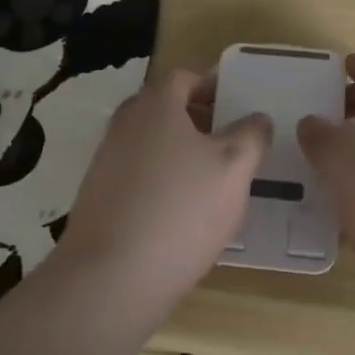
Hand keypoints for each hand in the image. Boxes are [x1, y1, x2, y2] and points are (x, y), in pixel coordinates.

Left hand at [58, 67, 271, 314]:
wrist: (113, 276)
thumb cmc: (181, 209)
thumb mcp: (234, 168)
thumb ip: (250, 136)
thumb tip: (256, 118)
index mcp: (154, 106)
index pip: (182, 78)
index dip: (210, 85)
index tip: (235, 106)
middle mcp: (123, 126)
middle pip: (162, 110)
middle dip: (196, 120)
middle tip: (229, 142)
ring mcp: (105, 163)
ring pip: (149, 145)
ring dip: (179, 154)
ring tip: (212, 182)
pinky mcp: (98, 199)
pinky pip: (137, 177)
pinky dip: (161, 183)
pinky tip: (182, 214)